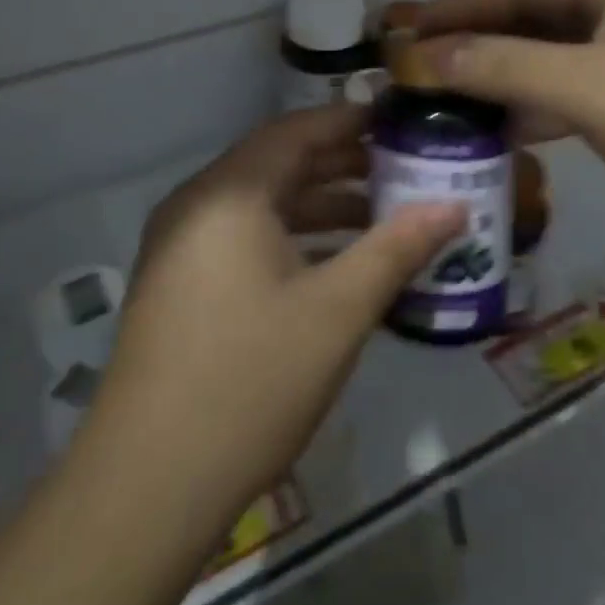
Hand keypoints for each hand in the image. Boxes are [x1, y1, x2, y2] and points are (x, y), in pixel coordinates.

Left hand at [75, 106, 463, 552]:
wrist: (148, 484)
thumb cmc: (252, 380)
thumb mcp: (338, 310)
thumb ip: (397, 248)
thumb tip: (455, 205)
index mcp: (229, 194)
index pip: (297, 130)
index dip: (350, 121)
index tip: (400, 121)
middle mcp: (197, 205)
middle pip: (279, 164)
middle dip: (343, 165)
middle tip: (405, 169)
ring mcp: (181, 247)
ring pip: (263, 206)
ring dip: (321, 207)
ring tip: (383, 219)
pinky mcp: (179, 285)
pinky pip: (245, 239)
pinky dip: (292, 240)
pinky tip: (336, 267)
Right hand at [416, 0, 604, 239]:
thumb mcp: (589, 90)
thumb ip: (503, 67)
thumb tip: (422, 55)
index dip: (456, 9)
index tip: (402, 35)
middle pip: (531, 12)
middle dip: (475, 41)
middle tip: (416, 68)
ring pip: (549, 48)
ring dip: (502, 73)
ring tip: (444, 97)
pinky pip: (571, 79)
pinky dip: (536, 99)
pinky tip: (498, 125)